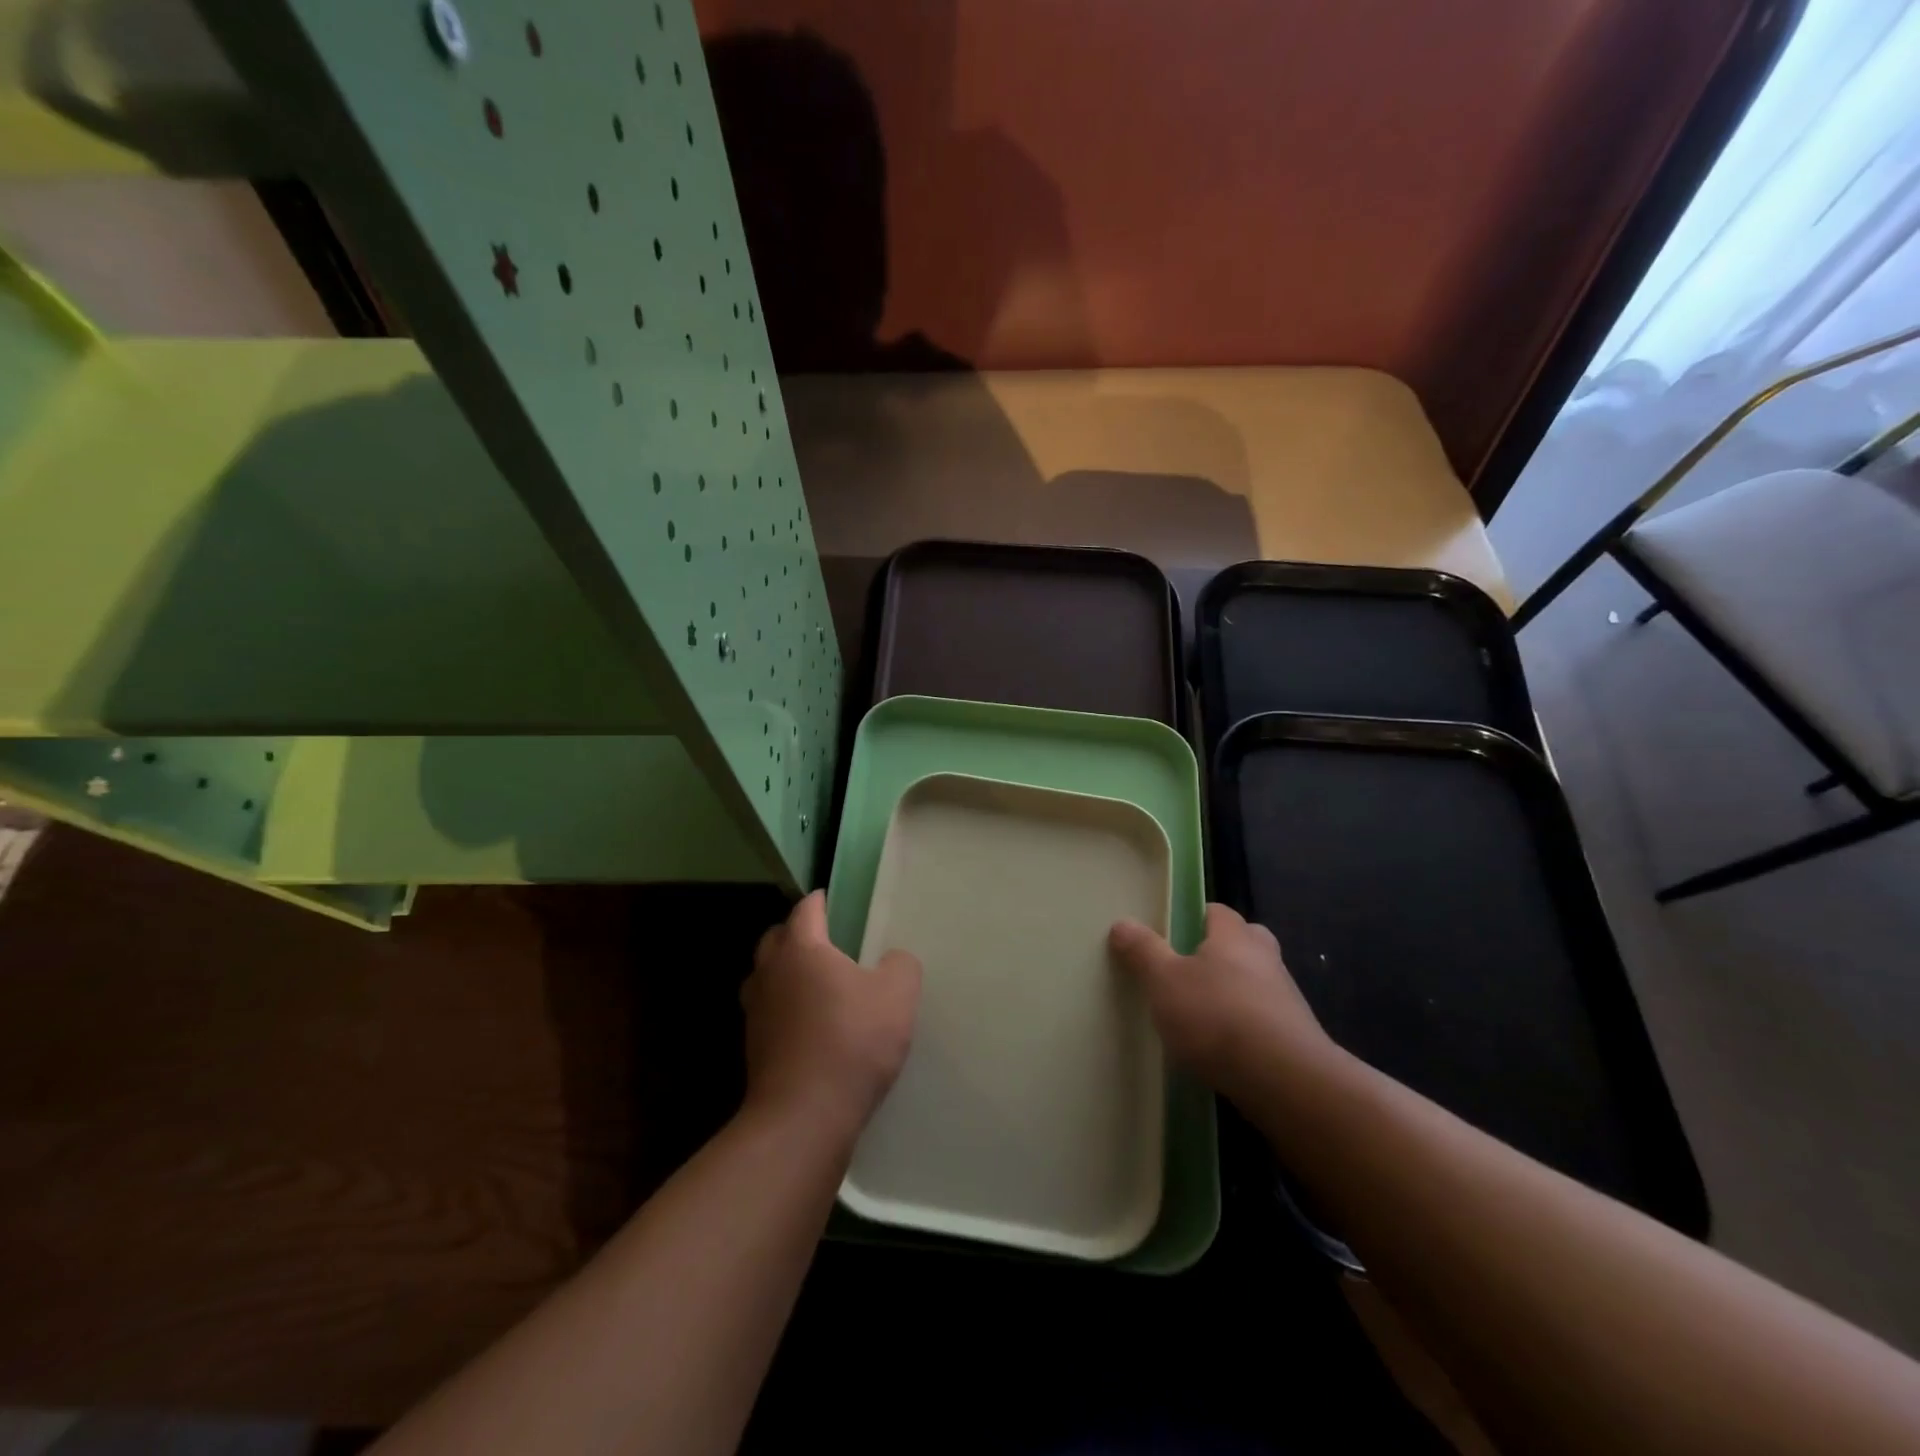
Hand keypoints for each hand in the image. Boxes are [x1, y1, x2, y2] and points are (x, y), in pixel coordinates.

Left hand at [742, 891, 921, 1138]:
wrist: (804, 1117)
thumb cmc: (851, 1042)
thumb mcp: (897, 995)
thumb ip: (900, 965)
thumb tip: (892, 960)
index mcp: (801, 949)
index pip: (806, 909)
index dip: (821, 900)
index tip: (833, 899)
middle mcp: (770, 973)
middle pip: (776, 938)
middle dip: (796, 932)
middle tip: (826, 939)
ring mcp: (756, 1012)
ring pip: (765, 975)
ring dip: (785, 971)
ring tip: (815, 981)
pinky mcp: (754, 1048)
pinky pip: (768, 1011)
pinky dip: (783, 1007)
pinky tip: (809, 1023)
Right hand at [1109, 903, 1334, 1101]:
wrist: (1284, 1080)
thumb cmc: (1216, 1016)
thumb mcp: (1163, 980)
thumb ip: (1143, 951)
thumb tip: (1122, 922)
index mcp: (1234, 935)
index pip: (1216, 911)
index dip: (1193, 918)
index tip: (1170, 936)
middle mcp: (1265, 958)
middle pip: (1243, 943)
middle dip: (1219, 953)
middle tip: (1188, 971)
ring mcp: (1286, 998)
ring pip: (1255, 982)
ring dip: (1233, 993)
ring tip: (1199, 1016)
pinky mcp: (1295, 1037)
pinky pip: (1263, 1020)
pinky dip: (1245, 1027)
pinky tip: (1222, 1049)